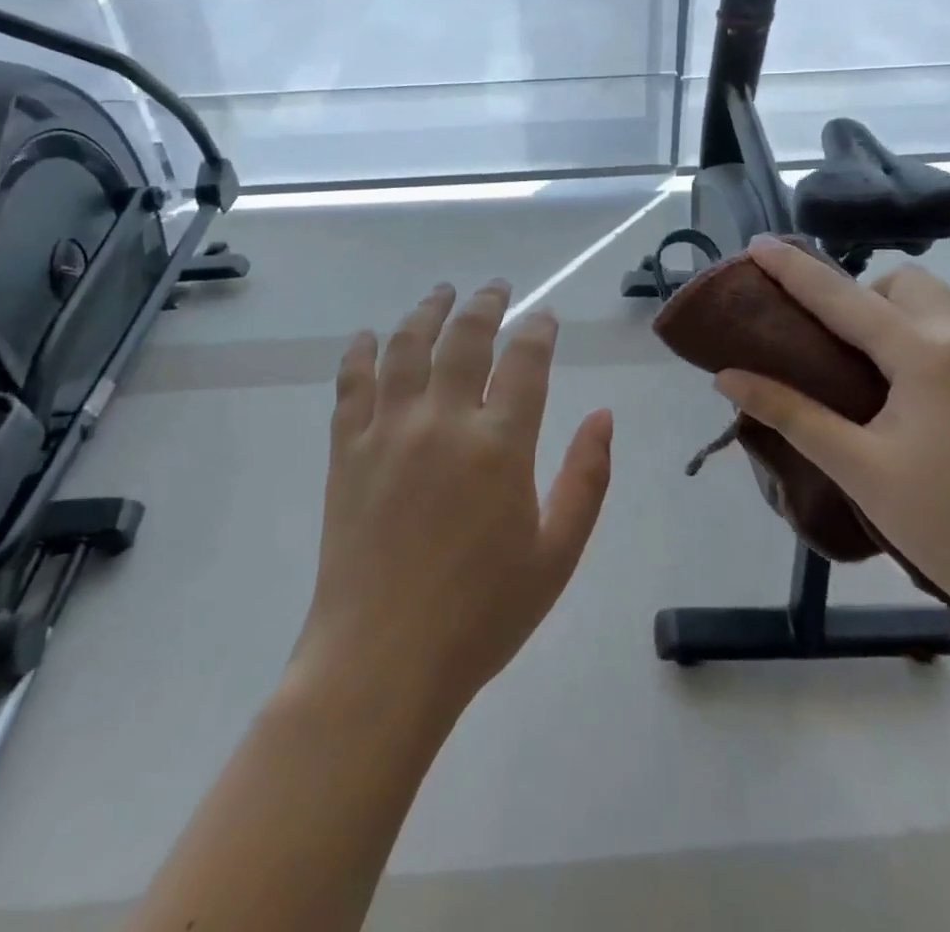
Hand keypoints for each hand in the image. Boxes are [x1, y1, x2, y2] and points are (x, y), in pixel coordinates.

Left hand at [294, 281, 612, 717]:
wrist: (382, 662)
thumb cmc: (481, 614)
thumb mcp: (557, 554)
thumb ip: (587, 478)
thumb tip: (602, 416)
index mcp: (500, 445)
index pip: (526, 360)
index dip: (538, 330)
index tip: (545, 317)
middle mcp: (443, 421)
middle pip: (464, 337)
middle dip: (484, 303)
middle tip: (495, 288)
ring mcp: (388, 431)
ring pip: (406, 346)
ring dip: (426, 312)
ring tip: (440, 294)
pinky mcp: (346, 451)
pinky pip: (351, 384)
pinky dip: (360, 353)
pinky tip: (368, 336)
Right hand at [715, 238, 949, 640]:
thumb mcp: (860, 469)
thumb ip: (791, 414)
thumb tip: (728, 378)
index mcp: (927, 354)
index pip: (843, 296)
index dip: (794, 270)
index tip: (758, 243)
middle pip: (906, 286)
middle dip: (863, 297)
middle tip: (837, 349)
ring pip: (945, 311)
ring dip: (903, 322)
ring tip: (882, 383)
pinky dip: (937, 350)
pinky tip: (933, 413)